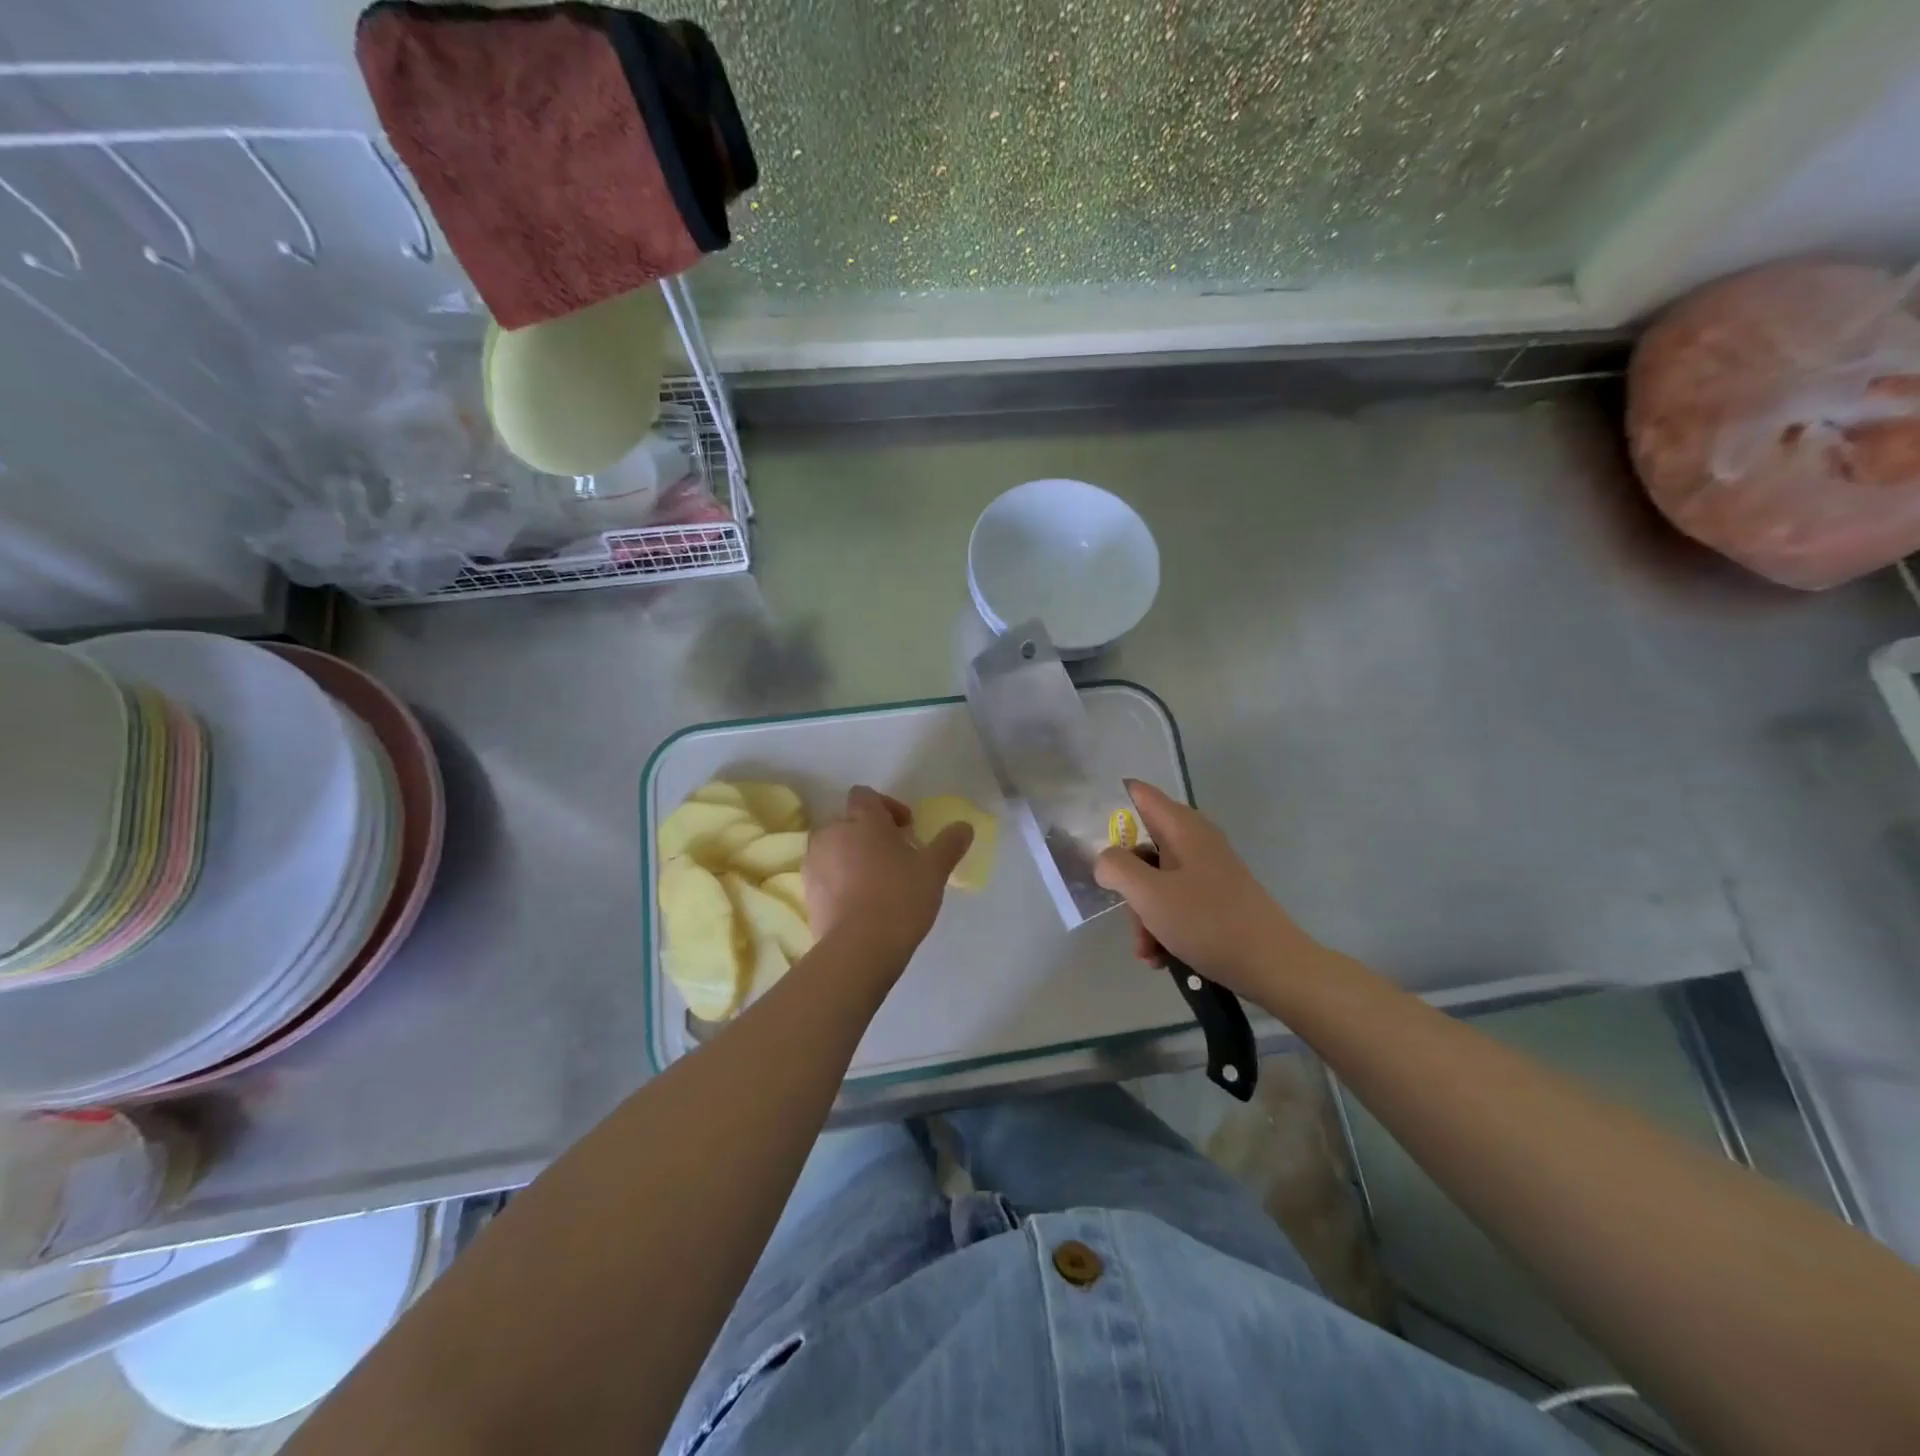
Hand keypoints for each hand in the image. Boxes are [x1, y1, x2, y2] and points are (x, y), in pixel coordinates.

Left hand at [804, 786, 972, 961]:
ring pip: (835, 849)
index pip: (865, 794)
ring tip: (878, 883)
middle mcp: (832, 833)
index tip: (906, 830)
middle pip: (850, 822)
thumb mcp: (934, 869)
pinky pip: (826, 876)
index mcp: (862, 820)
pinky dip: (841, 882)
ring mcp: (814, 863)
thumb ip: (949, 843)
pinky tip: (862, 904)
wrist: (859, 948)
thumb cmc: (900, 897)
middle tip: (896, 858)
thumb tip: (964, 826)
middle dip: (870, 834)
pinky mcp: (807, 893)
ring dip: (853, 857)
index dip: (886, 807)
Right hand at [1093, 780, 1319, 1000]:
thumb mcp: (1149, 894)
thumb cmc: (1208, 922)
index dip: (1108, 806)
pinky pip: (1175, 902)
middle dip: (1125, 881)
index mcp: (1182, 827)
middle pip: (1142, 844)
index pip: (1137, 794)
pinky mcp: (1215, 899)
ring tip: (1147, 951)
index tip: (1085, 834)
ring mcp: (1207, 871)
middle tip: (1122, 909)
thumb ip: (1116, 867)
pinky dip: (1163, 926)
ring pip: (1155, 880)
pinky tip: (1161, 957)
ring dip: (1143, 914)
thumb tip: (1104, 859)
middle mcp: (1195, 841)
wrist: (1274, 966)